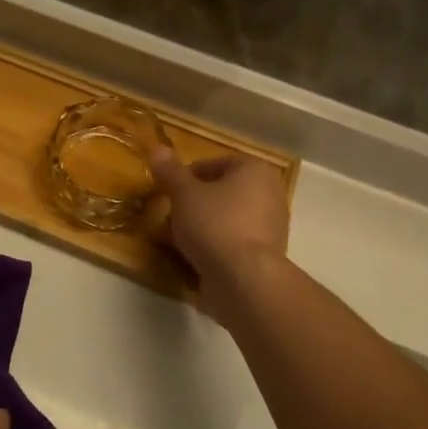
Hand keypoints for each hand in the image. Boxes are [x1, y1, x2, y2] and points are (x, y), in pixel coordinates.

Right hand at [149, 148, 290, 322]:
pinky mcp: (265, 256)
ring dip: (202, 226)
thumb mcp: (184, 194)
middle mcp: (270, 194)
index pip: (215, 163)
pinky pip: (233, 243)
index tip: (168, 191)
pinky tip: (193, 258)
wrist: (245, 280)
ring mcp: (271, 227)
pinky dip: (214, 247)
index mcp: (254, 171)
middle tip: (170, 215)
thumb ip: (170, 172)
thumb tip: (156, 147)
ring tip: (176, 239)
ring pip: (226, 219)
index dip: (187, 175)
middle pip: (222, 192)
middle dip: (195, 202)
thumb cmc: (215, 225)